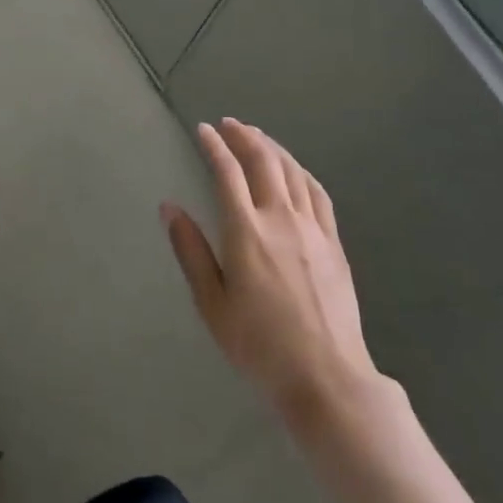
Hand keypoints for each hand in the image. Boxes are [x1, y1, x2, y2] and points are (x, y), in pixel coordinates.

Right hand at [164, 118, 378, 418]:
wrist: (327, 378)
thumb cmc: (260, 345)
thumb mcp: (212, 304)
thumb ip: (190, 251)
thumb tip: (169, 207)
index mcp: (246, 231)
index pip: (227, 173)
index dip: (214, 146)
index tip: (203, 130)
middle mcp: (280, 218)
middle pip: (263, 162)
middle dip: (244, 136)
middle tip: (229, 124)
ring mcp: (312, 228)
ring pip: (292, 171)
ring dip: (272, 147)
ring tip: (257, 137)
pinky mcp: (334, 242)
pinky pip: (318, 193)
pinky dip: (301, 171)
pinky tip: (294, 170)